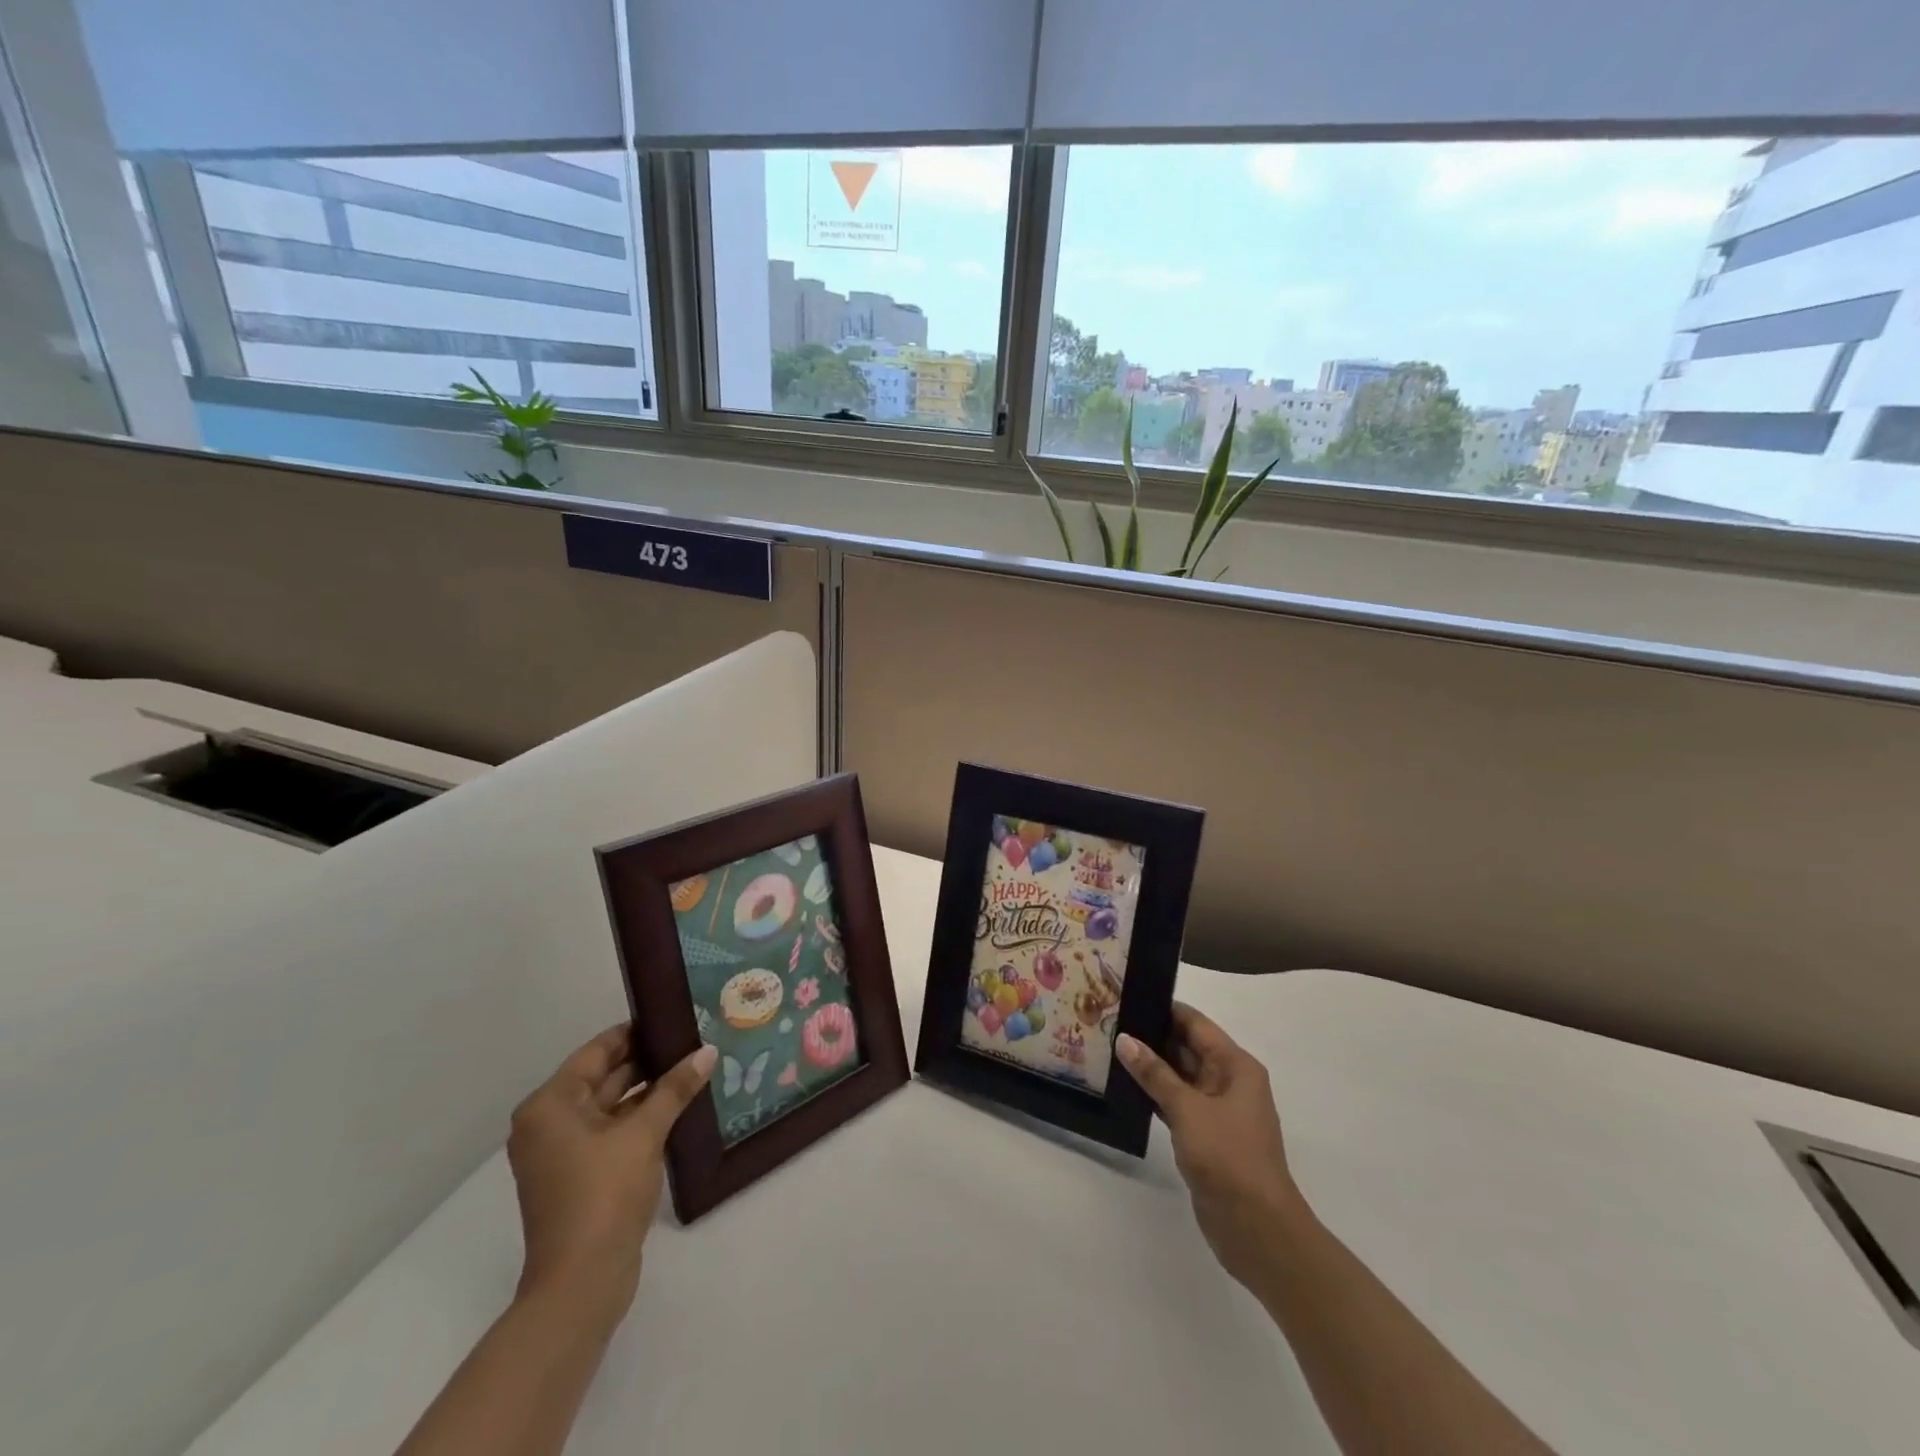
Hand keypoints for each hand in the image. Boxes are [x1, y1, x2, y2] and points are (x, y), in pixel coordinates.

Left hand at [506, 1026, 715, 1327]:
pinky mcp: (577, 1175)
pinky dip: (639, 1118)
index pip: (598, 1050)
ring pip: (610, 1105)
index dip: (637, 1032)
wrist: (581, 1283)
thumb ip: (676, 1088)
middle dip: (647, 1060)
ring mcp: (560, 1152)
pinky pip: (610, 1130)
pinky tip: (678, 1106)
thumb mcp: (645, 1133)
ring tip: (693, 1067)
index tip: (676, 1016)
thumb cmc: (604, 1194)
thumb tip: (708, 1051)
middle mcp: (548, 1122)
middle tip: (692, 1039)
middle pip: (603, 1076)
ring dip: (647, 1090)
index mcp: (550, 1105)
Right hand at [1117, 1004, 1306, 1292]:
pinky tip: (1124, 1088)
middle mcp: (1228, 1081)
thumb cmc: (1229, 1157)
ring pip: (1179, 1076)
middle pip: (1186, 1046)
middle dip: (1151, 1036)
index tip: (1126, 997)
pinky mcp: (1205, 1135)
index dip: (1163, 1008)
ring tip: (1108, 1048)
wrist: (1257, 1229)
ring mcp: (1217, 1110)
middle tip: (1108, 1022)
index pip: (1195, 1023)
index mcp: (1235, 1065)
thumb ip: (1155, 1073)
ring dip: (1150, 1066)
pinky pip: (1176, 1102)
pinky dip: (1154, 1094)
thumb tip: (1124, 1039)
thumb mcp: (1188, 1109)